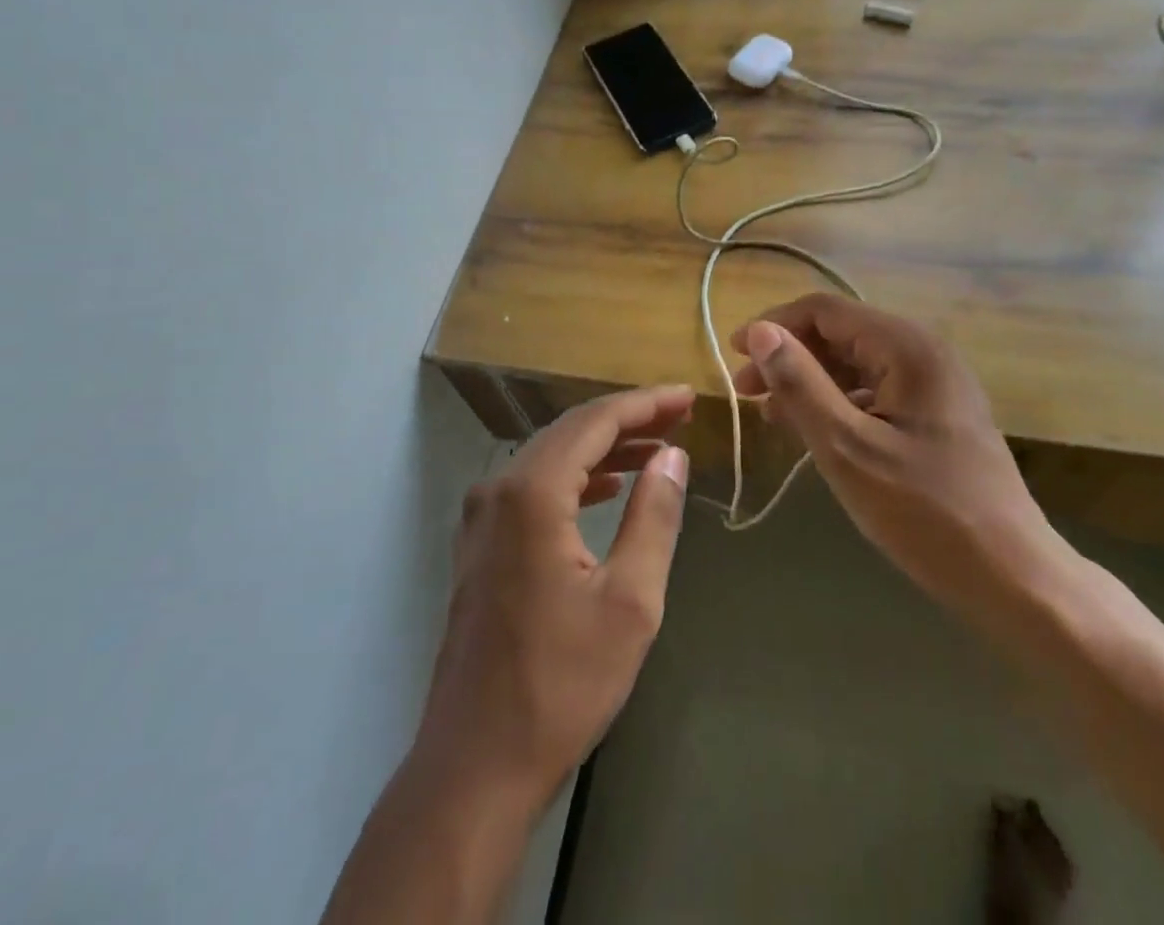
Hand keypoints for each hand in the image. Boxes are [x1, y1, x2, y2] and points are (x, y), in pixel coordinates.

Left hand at [412, 386, 692, 817]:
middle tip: (678, 418)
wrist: (475, 765)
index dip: (645, 404)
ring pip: (550, 458)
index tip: (688, 397)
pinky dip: (574, 478)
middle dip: (627, 420)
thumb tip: (672, 455)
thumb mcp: (630, 601)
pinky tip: (606, 488)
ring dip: (602, 449)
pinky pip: (532, 488)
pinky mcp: (479, 546)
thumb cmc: (561, 684)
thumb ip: (653, 517)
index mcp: (532, 494)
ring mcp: (481, 518)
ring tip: (654, 449)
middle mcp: (498, 490)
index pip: (595, 422)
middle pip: (569, 432)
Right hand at [730, 294, 1068, 626]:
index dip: (774, 326)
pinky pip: (875, 390)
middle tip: (746, 394)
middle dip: (789, 356)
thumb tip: (759, 332)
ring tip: (772, 416)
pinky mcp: (938, 413)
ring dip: (811, 382)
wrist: (1013, 577)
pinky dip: (838, 403)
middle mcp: (923, 351)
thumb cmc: (925, 512)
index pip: (825, 311)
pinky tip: (815, 431)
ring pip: (856, 363)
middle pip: (840, 333)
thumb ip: (801, 384)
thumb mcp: (847, 447)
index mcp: (906, 347)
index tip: (733, 355)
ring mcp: (935, 383)